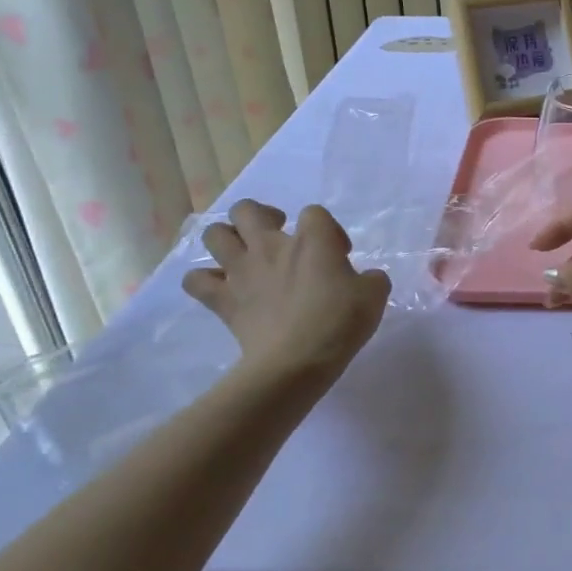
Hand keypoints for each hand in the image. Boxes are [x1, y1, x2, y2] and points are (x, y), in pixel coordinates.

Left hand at [182, 201, 390, 379]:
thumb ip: (371, 279)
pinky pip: (196, 281)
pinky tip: (221, 288)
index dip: (328, 230)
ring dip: (226, 239)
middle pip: (247, 209)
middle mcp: (270, 246)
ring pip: (214, 235)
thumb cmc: (339, 322)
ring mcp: (241, 272)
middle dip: (262, 216)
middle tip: (279, 237)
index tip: (340, 256)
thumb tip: (365, 279)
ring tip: (244, 255)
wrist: (296, 361)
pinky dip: (205, 280)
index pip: (315, 213)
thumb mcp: (375, 296)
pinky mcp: (223, 301)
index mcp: (311, 239)